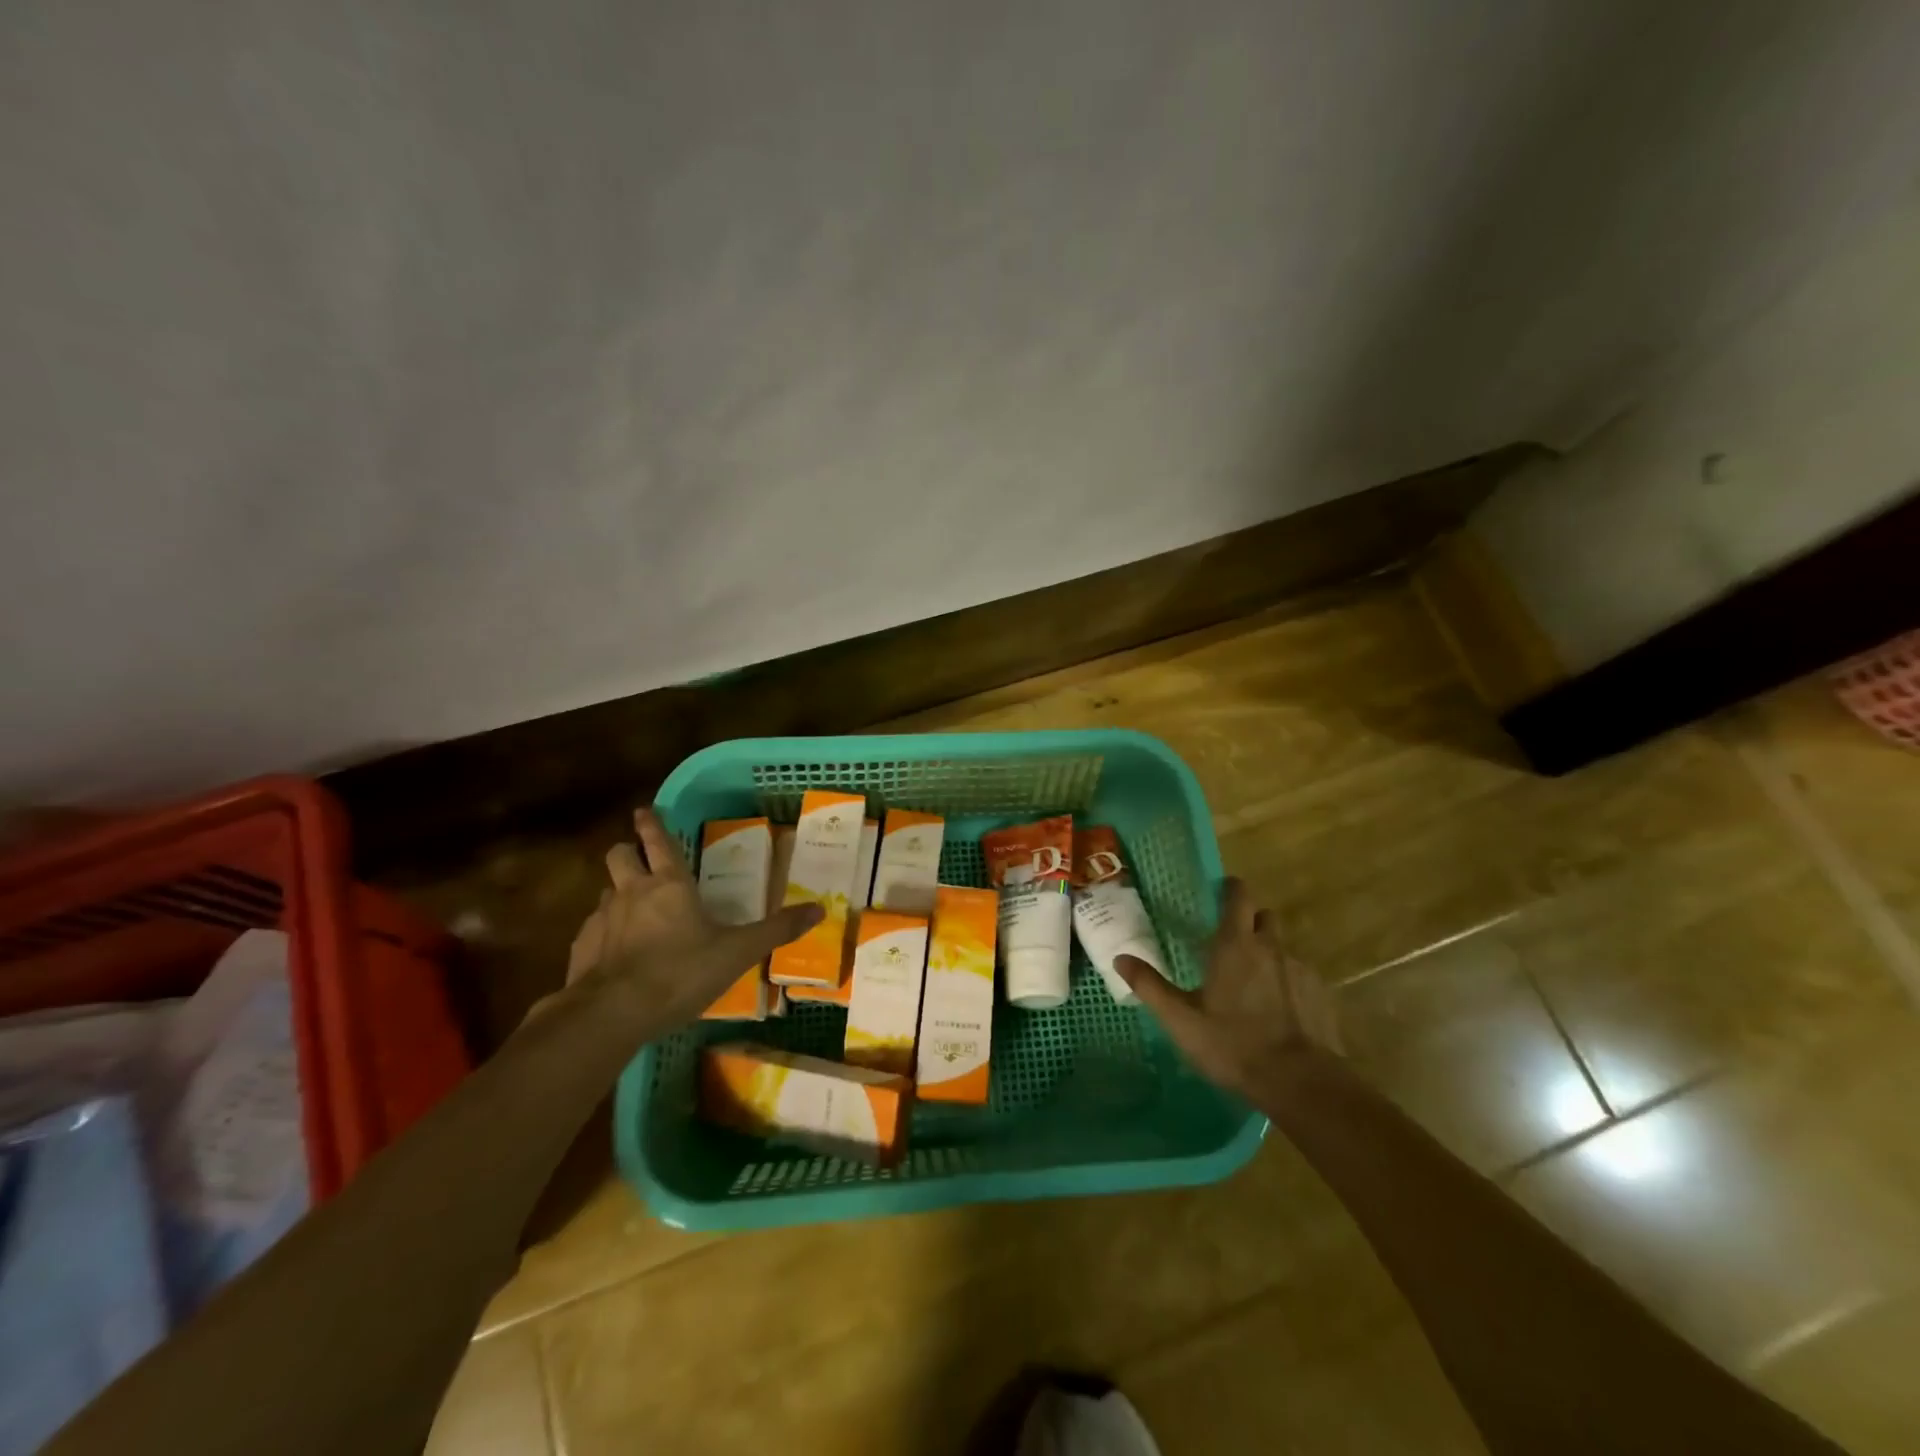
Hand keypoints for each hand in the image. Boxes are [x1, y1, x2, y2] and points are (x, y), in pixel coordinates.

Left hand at [561, 807, 821, 1031]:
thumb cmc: (680, 972)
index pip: (658, 841)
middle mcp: (632, 892)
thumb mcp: (738, 952)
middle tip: (637, 859)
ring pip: (605, 891)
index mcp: (670, 885)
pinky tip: (615, 955)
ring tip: (632, 912)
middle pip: (619, 855)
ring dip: (617, 894)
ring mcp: (601, 919)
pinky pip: (592, 929)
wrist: (612, 1014)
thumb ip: (776, 930)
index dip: (652, 823)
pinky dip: (603, 933)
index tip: (644, 810)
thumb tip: (820, 909)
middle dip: (626, 851)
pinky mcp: (581, 949)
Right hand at [1117, 877, 1341, 1104]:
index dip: (1231, 890)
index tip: (1221, 894)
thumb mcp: (1181, 1019)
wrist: (1301, 1083)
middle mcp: (1271, 947)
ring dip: (1269, 956)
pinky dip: (1289, 984)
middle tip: (1232, 943)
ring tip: (1254, 985)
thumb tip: (1120, 958)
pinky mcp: (1322, 995)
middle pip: (1265, 917)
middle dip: (1251, 921)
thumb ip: (1150, 986)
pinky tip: (1279, 1012)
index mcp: (1235, 945)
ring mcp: (1301, 970)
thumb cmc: (1233, 1045)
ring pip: (1283, 948)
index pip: (1238, 896)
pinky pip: (1302, 977)